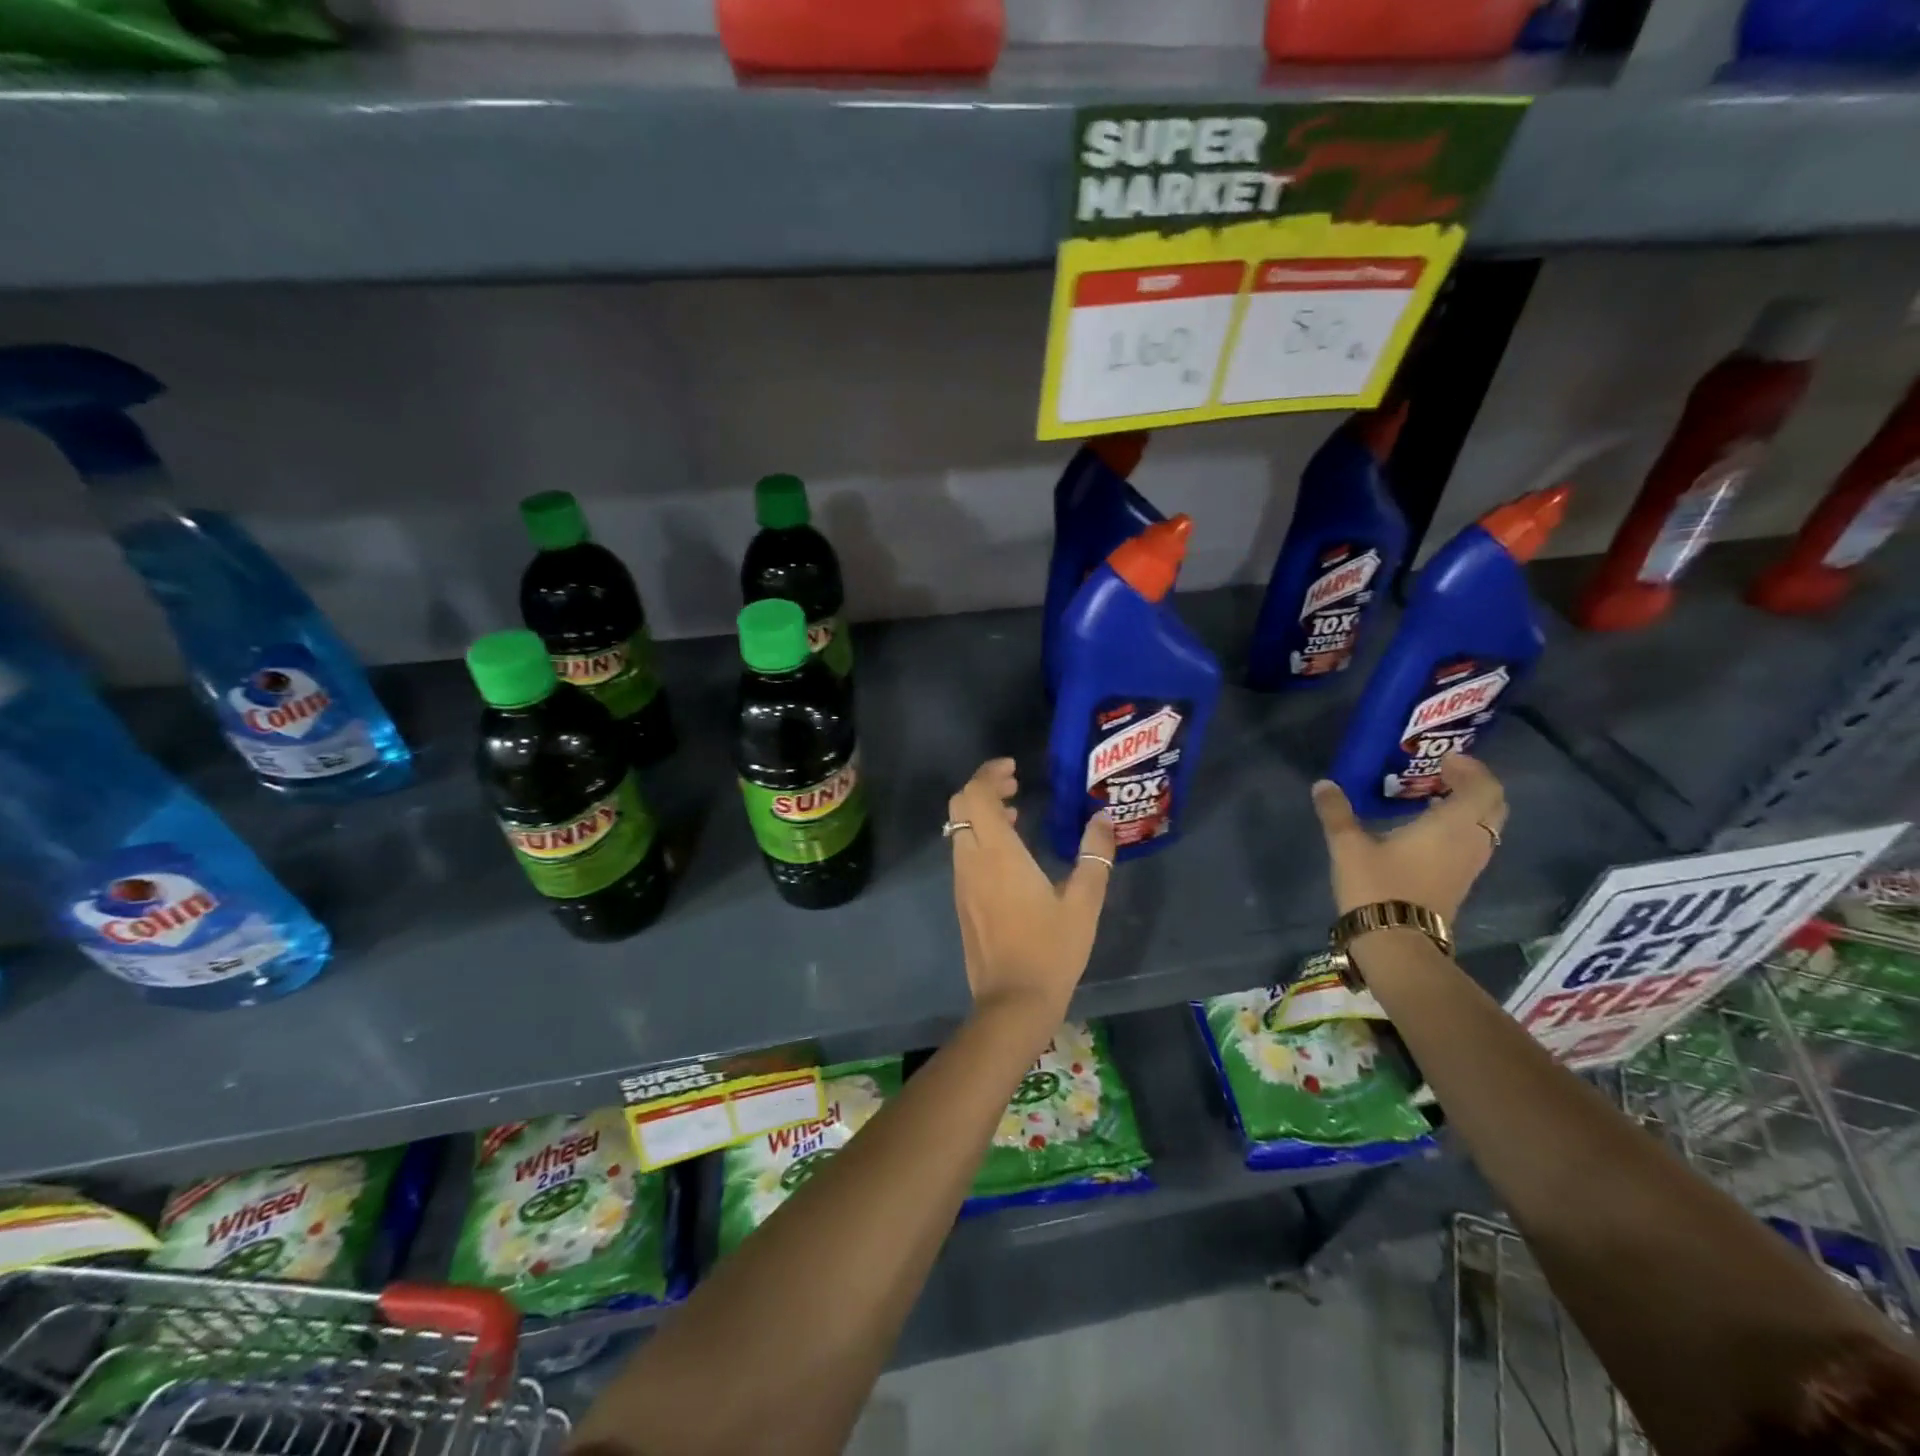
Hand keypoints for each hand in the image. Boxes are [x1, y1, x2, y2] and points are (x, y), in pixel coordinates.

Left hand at [948, 758, 1116, 1030]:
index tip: (1014, 768)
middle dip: (983, 787)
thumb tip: (1103, 818)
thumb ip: (1095, 855)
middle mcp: (972, 861)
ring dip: (981, 812)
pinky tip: (1011, 852)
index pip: (975, 795)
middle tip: (1015, 784)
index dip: (989, 773)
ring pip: (959, 829)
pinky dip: (979, 836)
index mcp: (998, 854)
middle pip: (960, 805)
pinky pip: (963, 852)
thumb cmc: (1051, 950)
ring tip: (1018, 813)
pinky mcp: (962, 900)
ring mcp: (962, 882)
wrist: (1012, 1002)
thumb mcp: (1085, 903)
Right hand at [1309, 754, 1507, 923]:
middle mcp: (1471, 842)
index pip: (1484, 787)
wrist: (1397, 943)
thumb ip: (1337, 812)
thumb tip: (1323, 784)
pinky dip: (1459, 828)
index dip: (1471, 769)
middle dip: (1474, 786)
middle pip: (1493, 806)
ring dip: (1467, 808)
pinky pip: (1472, 844)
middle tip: (1442, 775)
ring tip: (1431, 799)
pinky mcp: (1460, 882)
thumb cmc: (1378, 887)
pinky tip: (1426, 831)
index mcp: (1452, 825)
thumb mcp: (1348, 846)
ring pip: (1485, 827)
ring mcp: (1469, 866)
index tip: (1444, 759)